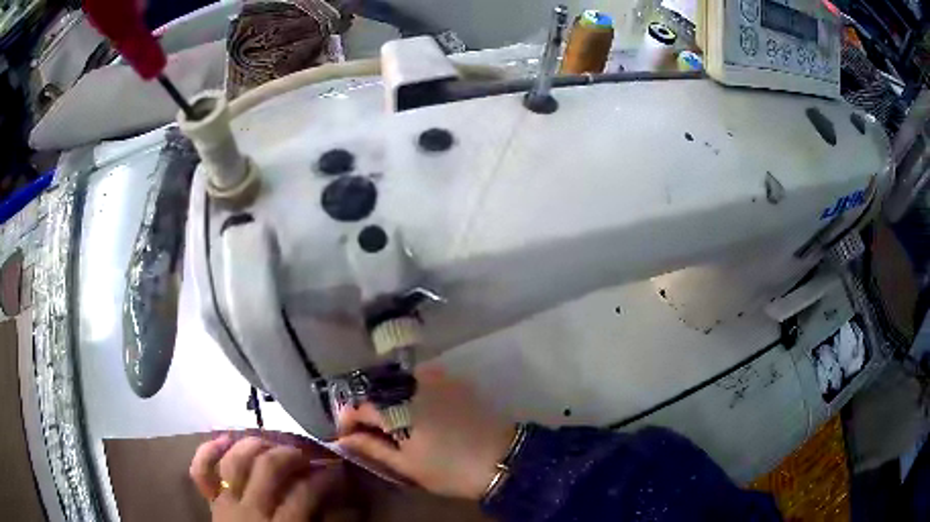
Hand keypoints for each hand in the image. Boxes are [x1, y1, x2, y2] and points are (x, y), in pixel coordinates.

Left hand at [190, 435, 343, 521]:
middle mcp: (251, 511)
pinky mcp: (212, 500)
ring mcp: (226, 502)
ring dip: (255, 445)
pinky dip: (209, 452)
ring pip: (235, 460)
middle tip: (306, 454)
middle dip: (290, 454)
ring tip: (272, 444)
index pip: (304, 492)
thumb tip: (348, 503)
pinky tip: (225, 439)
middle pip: (268, 467)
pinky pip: (201, 471)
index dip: (324, 477)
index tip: (337, 470)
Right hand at [336, 365, 515, 499]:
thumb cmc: (449, 469)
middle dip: (366, 410)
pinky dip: (407, 394)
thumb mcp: (406, 465)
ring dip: (386, 401)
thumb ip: (371, 447)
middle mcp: (411, 383)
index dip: (347, 420)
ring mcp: (434, 377)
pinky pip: (418, 380)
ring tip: (390, 426)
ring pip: (396, 383)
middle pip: (375, 389)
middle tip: (367, 433)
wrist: (502, 458)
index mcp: (397, 406)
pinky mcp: (451, 379)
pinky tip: (414, 413)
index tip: (348, 437)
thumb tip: (343, 439)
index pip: (357, 405)